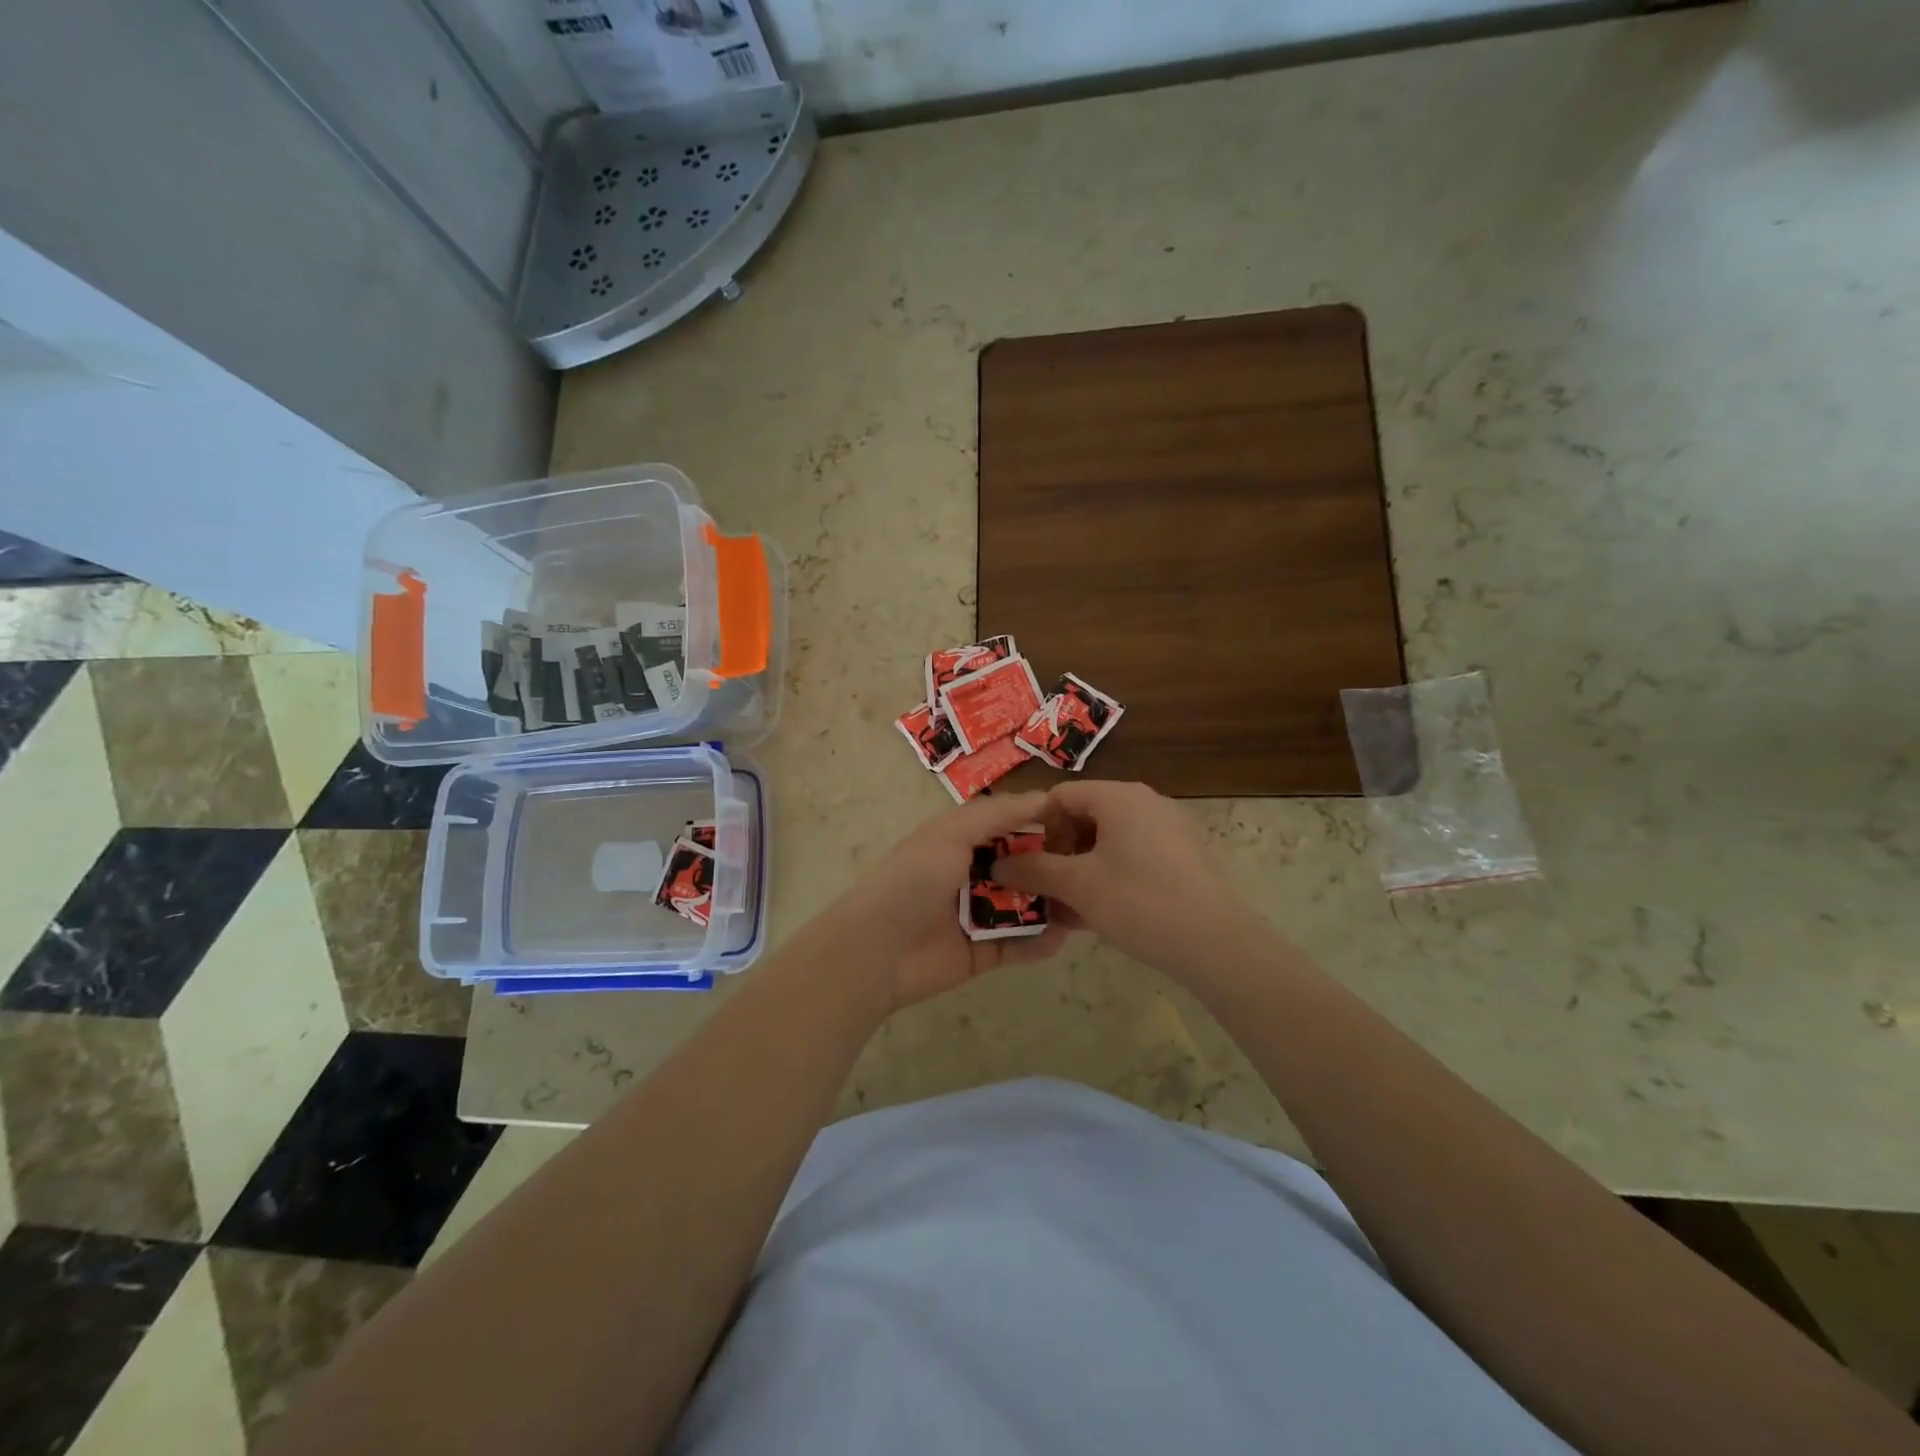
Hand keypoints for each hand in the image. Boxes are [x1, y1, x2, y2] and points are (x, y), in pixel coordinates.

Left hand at [827, 791, 1078, 1013]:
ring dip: (1053, 905)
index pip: (1009, 825)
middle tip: (1094, 868)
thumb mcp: (951, 834)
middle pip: (1023, 867)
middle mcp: (972, 874)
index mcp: (960, 841)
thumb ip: (996, 814)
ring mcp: (979, 915)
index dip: (1042, 823)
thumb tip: (1044, 797)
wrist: (878, 950)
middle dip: (1055, 867)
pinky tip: (1063, 937)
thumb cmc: (913, 880)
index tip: (1082, 823)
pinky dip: (1040, 942)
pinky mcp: (984, 953)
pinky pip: (1019, 945)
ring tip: (1087, 903)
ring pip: (1026, 906)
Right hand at [991, 780, 1265, 982]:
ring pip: (1111, 842)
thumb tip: (998, 864)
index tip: (1034, 866)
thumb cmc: (1139, 902)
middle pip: (1086, 816)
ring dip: (1084, 871)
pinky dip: (1113, 878)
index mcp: (1119, 796)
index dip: (1038, 829)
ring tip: (1072, 911)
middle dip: (1061, 854)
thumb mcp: (1077, 886)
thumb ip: (1034, 870)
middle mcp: (1147, 802)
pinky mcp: (1186, 857)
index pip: (1061, 796)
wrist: (1218, 944)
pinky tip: (1105, 915)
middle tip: (1051, 891)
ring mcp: (1171, 829)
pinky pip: (1136, 857)